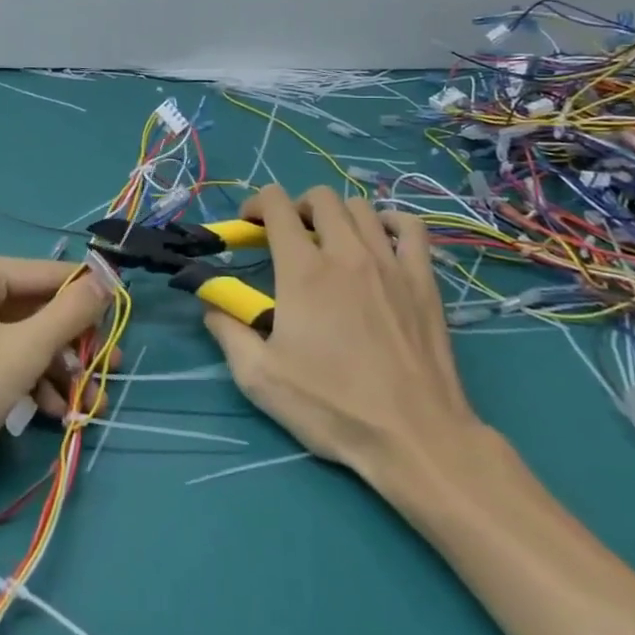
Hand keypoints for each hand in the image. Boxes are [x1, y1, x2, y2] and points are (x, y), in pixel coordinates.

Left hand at [0, 251, 111, 489]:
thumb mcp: (26, 352)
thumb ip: (71, 312)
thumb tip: (107, 280)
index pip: (43, 274)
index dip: (86, 296)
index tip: (121, 315)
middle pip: (29, 306)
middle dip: (69, 346)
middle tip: (105, 371)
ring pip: (12, 332)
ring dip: (50, 366)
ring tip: (82, 403)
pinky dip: (19, 372)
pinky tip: (47, 408)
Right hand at [199, 185, 493, 508]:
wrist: (414, 437)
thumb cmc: (333, 407)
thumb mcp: (260, 378)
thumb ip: (227, 330)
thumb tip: (211, 302)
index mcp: (303, 271)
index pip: (276, 205)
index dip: (256, 205)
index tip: (250, 226)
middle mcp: (346, 253)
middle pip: (320, 197)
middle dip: (297, 207)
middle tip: (290, 238)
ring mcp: (390, 262)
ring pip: (360, 206)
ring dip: (337, 215)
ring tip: (331, 242)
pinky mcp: (423, 280)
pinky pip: (410, 227)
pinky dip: (390, 222)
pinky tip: (379, 241)